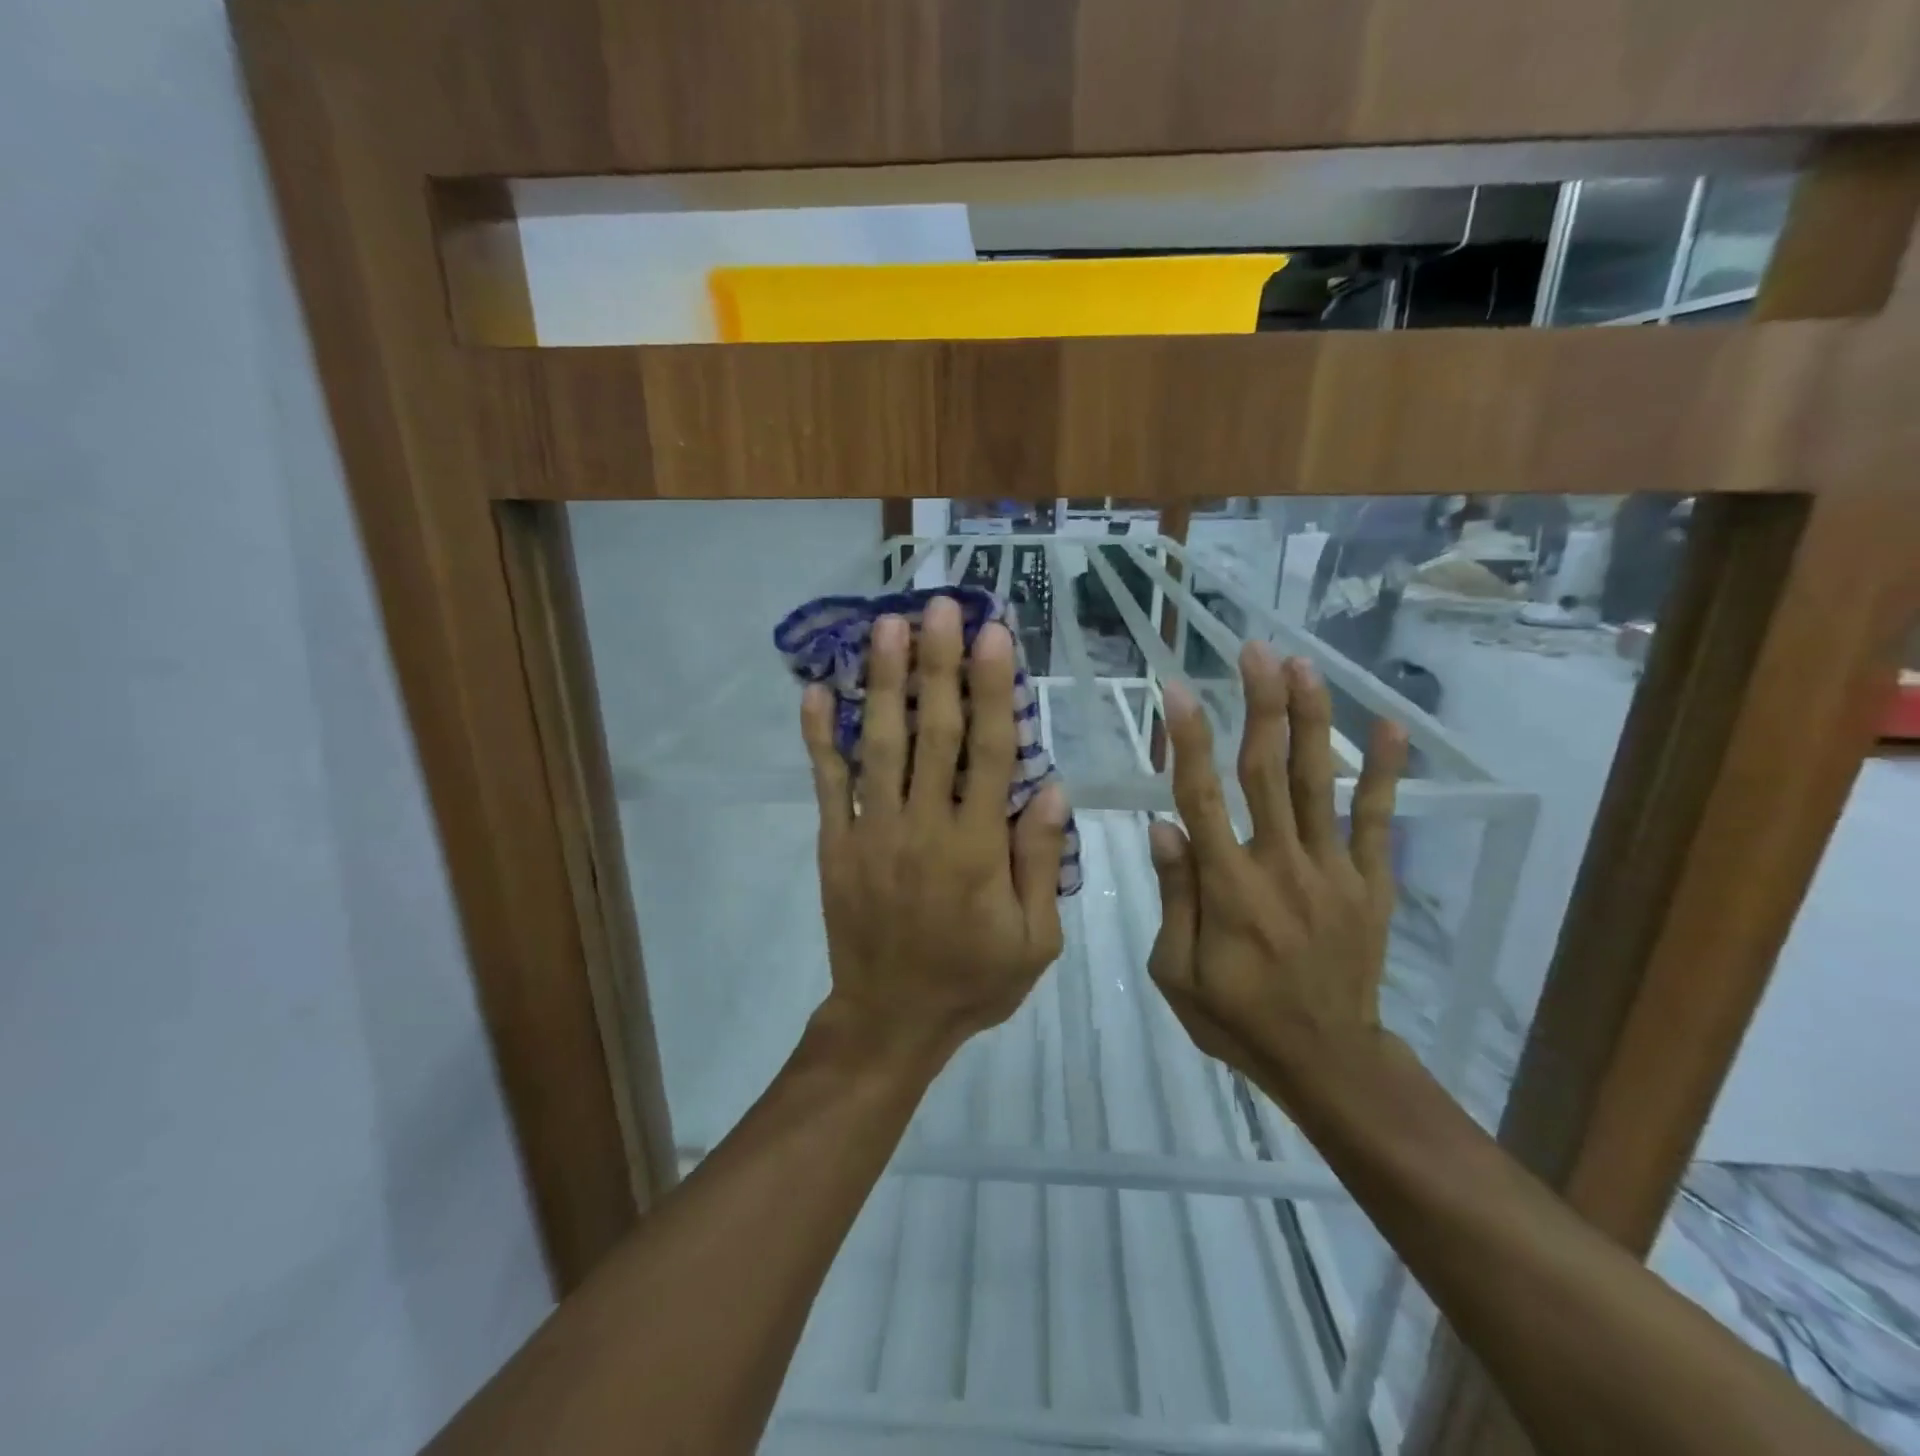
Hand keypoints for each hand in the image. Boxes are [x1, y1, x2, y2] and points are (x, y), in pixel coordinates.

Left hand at [801, 598, 1069, 1065]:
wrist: (890, 1021)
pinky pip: (827, 784)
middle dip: (937, 663)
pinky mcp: (836, 845)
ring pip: (879, 745)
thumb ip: (1041, 861)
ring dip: (882, 682)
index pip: (990, 752)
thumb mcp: (1035, 940)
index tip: (994, 635)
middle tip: (938, 605)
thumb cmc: (972, 981)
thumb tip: (1054, 787)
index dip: (994, 689)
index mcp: (978, 848)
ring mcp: (873, 832)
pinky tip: (813, 691)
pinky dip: (819, 738)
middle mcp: (924, 827)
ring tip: (885, 626)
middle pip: (933, 732)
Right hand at [1147, 645, 1407, 1085]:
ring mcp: (1332, 870)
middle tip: (1255, 650)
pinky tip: (1390, 726)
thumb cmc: (1238, 1018)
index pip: (1201, 798)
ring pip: (1316, 782)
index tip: (1176, 691)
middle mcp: (1280, 865)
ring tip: (1302, 666)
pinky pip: (1378, 820)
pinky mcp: (1370, 883)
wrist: (1328, 1061)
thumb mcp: (1177, 973)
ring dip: (1310, 720)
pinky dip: (1383, 772)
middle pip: (1265, 771)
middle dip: (1259, 705)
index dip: (1188, 740)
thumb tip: (1164, 827)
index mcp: (1228, 888)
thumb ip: (1174, 898)